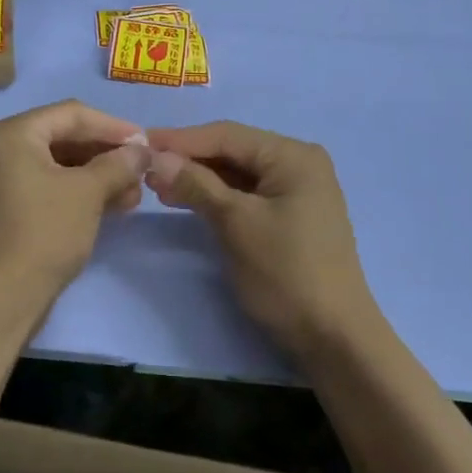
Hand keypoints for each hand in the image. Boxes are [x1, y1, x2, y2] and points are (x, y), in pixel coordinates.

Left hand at [0, 100, 149, 296]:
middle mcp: (0, 150)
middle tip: (141, 173)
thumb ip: (118, 164)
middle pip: (64, 139)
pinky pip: (47, 188)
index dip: (113, 126)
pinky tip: (109, 208)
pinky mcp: (6, 211)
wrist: (0, 297)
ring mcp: (0, 182)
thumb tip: (141, 152)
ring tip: (132, 196)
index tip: (146, 144)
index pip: (71, 114)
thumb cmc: (44, 232)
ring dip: (97, 177)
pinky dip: (78, 194)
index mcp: (12, 134)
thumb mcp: (87, 193)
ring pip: (58, 167)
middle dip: (106, 155)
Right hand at [145, 122, 379, 357]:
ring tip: (157, 187)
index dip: (181, 139)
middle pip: (233, 151)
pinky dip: (217, 197)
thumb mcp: (236, 224)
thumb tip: (155, 157)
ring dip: (199, 179)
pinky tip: (187, 201)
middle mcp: (298, 164)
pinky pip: (246, 195)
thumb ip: (196, 185)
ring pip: (237, 174)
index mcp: (293, 156)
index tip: (139, 143)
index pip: (227, 135)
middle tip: (143, 169)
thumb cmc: (286, 273)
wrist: (332, 337)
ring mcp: (296, 192)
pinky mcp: (290, 217)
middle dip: (189, 160)